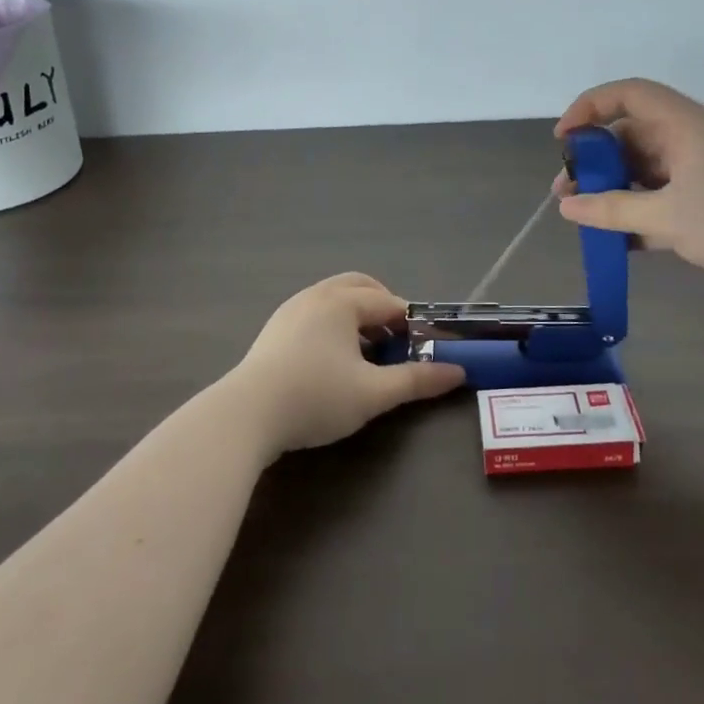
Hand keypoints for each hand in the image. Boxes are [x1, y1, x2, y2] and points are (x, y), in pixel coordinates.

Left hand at [232, 274, 467, 452]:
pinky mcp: (274, 330)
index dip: (413, 324)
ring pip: (334, 300)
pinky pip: (315, 314)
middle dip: (383, 308)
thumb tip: (458, 373)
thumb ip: (417, 380)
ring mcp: (290, 310)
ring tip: (368, 352)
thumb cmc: (316, 397)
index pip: (389, 303)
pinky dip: (334, 326)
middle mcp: (316, 296)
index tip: (426, 348)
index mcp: (342, 302)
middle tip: (397, 341)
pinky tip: (334, 361)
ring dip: (358, 317)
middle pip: (359, 287)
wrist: (245, 415)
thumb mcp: (373, 393)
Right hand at [552, 78, 703, 301]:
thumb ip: (613, 210)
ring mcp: (700, 175)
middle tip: (568, 192)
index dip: (590, 106)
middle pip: (631, 137)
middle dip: (596, 162)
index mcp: (683, 127)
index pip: (628, 95)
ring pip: (644, 174)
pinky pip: (661, 203)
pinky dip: (638, 217)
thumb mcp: (669, 217)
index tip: (564, 139)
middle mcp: (689, 143)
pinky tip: (618, 243)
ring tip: (586, 220)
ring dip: (614, 192)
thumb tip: (567, 205)